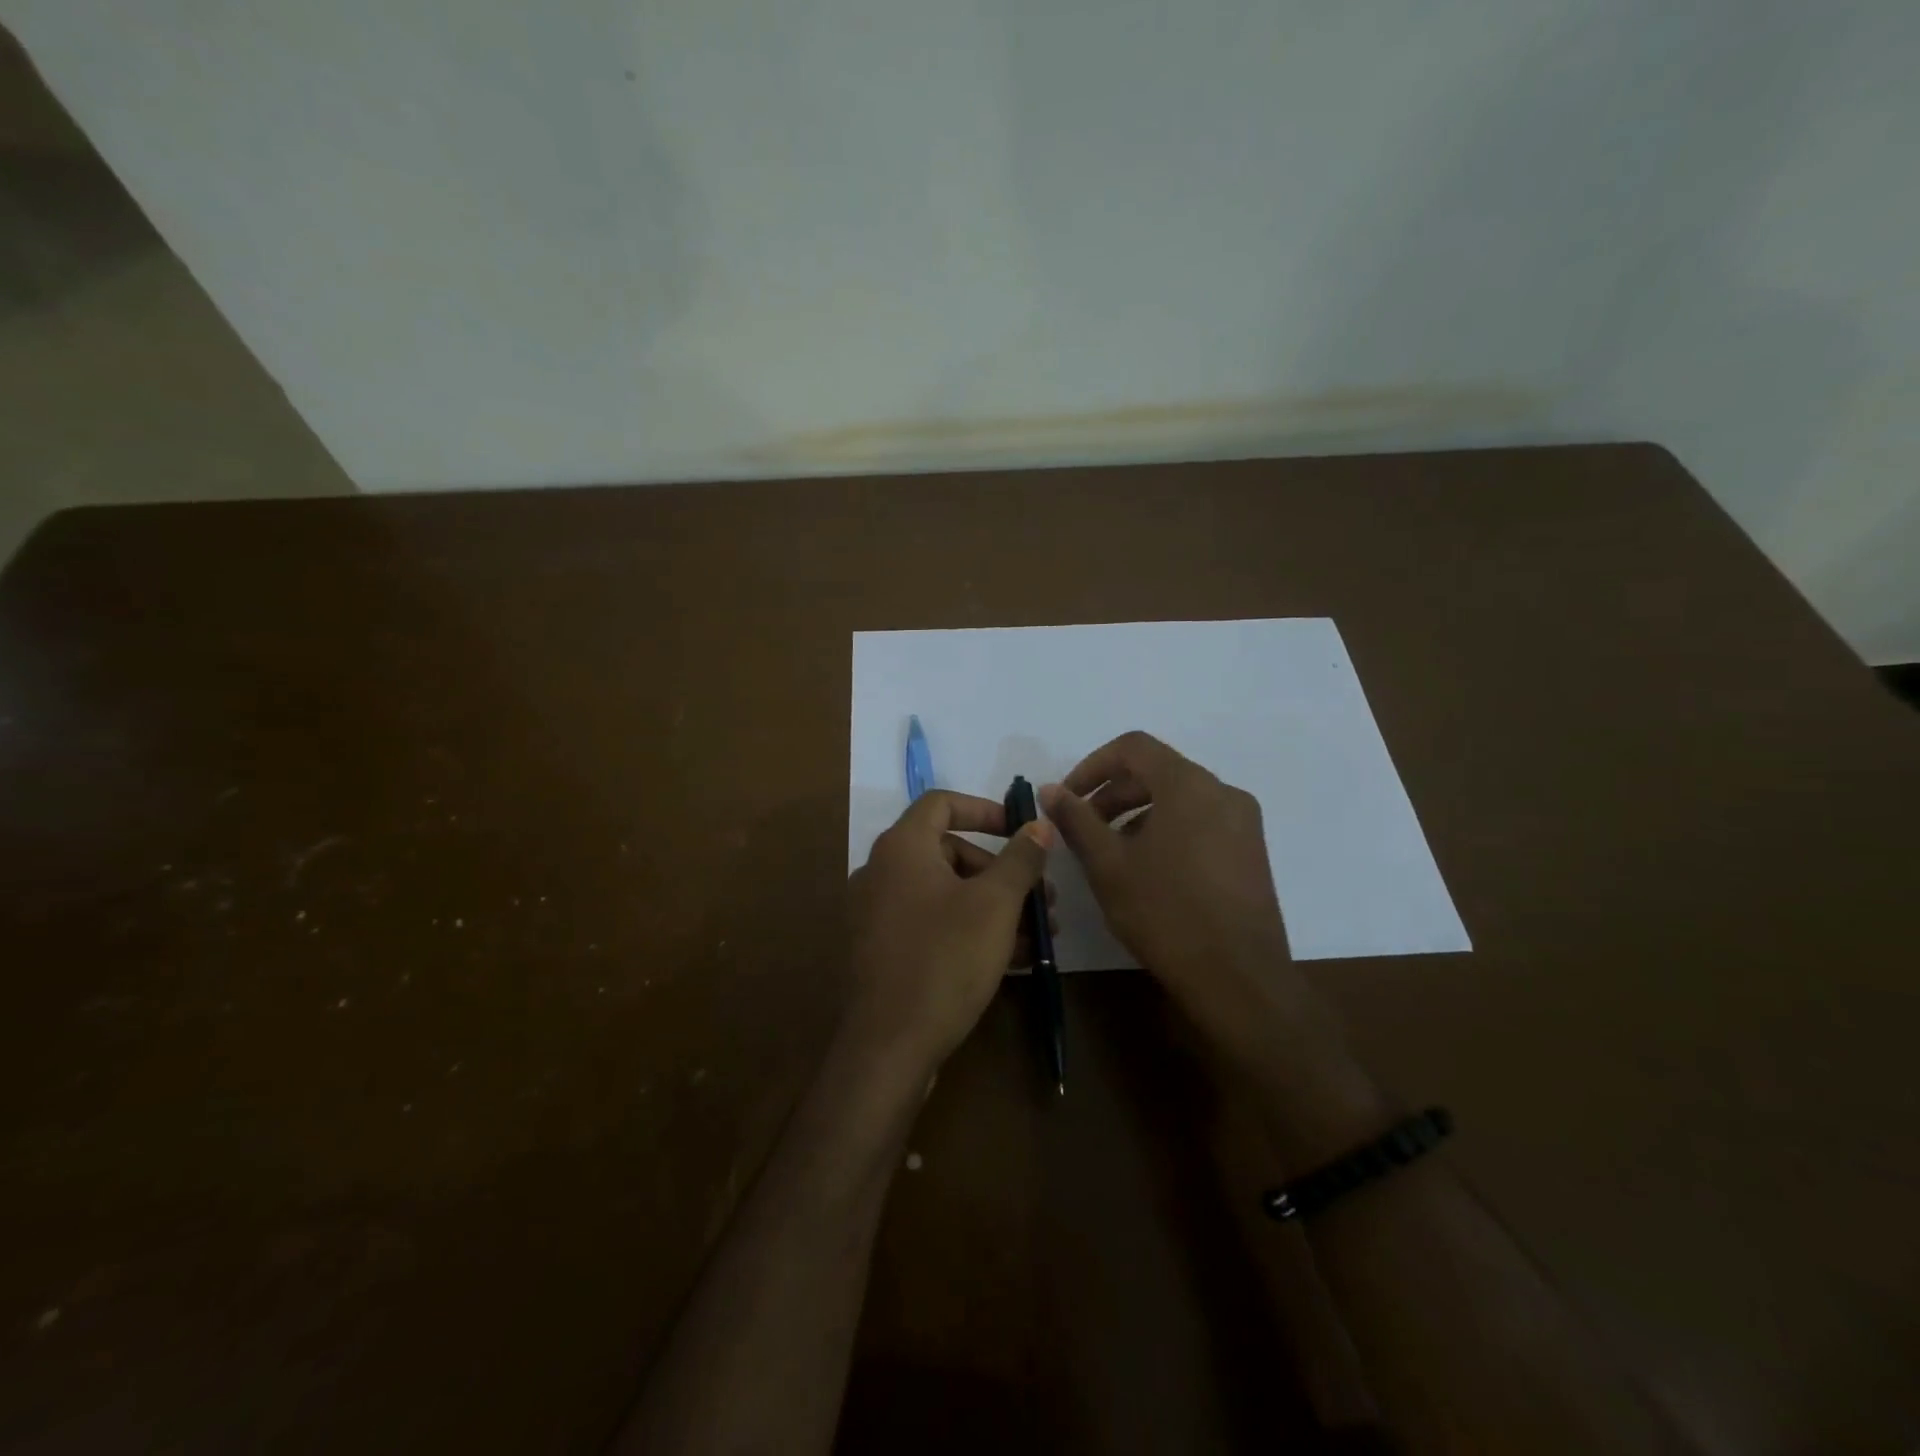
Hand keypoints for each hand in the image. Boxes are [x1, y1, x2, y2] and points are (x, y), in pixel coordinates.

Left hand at [846, 791, 1054, 1073]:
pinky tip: (1011, 959)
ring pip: (945, 893)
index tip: (1020, 832)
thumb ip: (1020, 859)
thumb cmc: (945, 959)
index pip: (942, 803)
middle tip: (1041, 899)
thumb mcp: (995, 905)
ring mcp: (877, 913)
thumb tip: (1039, 825)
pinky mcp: (882, 950)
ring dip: (993, 907)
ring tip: (1038, 936)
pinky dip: (968, 930)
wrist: (888, 1046)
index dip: (985, 810)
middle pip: (949, 852)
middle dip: (1000, 872)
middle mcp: (881, 872)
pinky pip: (931, 924)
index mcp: (901, 848)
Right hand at [1040, 732, 1288, 1018]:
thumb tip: (1051, 789)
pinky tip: (1148, 869)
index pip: (1134, 747)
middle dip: (1113, 792)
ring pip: (1179, 798)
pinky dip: (1167, 828)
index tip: (1068, 798)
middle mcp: (1223, 792)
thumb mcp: (1108, 865)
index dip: (1092, 766)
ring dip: (1138, 812)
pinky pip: (1201, 821)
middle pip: (1158, 771)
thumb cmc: (1165, 913)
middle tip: (1083, 827)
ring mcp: (1244, 822)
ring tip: (1110, 851)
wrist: (1238, 979)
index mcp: (1189, 785)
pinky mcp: (1251, 851)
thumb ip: (1076, 820)